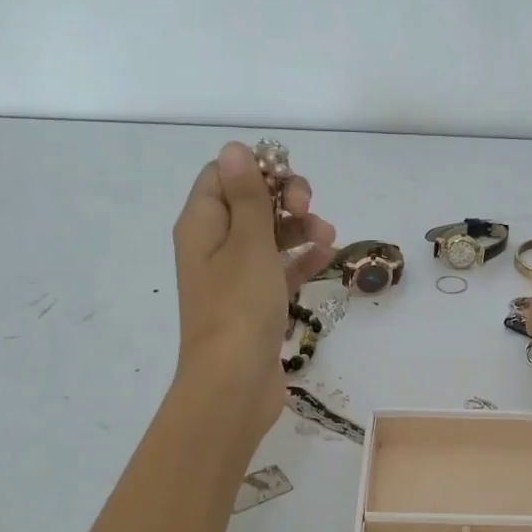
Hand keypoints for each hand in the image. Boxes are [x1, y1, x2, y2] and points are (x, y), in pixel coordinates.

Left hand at [172, 141, 336, 445]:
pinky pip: (280, 270)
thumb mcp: (248, 243)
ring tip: (329, 237)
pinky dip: (301, 260)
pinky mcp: (257, 305)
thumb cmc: (239, 307)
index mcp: (202, 224)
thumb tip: (236, 149)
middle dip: (284, 198)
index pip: (222, 175)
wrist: (234, 383)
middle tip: (309, 208)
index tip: (288, 179)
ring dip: (300, 229)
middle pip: (250, 203)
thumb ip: (248, 196)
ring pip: (269, 237)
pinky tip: (328, 258)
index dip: (256, 169)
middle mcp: (214, 246)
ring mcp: (236, 278)